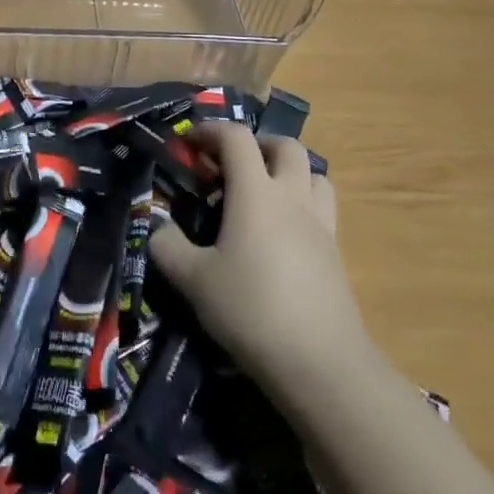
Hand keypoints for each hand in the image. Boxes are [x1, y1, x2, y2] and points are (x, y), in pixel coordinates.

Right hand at [148, 122, 370, 399]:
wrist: (320, 362)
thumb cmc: (251, 309)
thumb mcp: (194, 280)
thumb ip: (168, 246)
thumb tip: (158, 226)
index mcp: (255, 192)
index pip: (236, 138)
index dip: (211, 131)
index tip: (190, 142)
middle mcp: (291, 196)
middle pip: (284, 146)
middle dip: (256, 144)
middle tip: (231, 165)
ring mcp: (320, 223)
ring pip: (313, 173)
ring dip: (288, 170)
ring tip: (264, 192)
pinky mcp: (336, 252)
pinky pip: (323, 207)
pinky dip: (303, 202)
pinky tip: (283, 233)